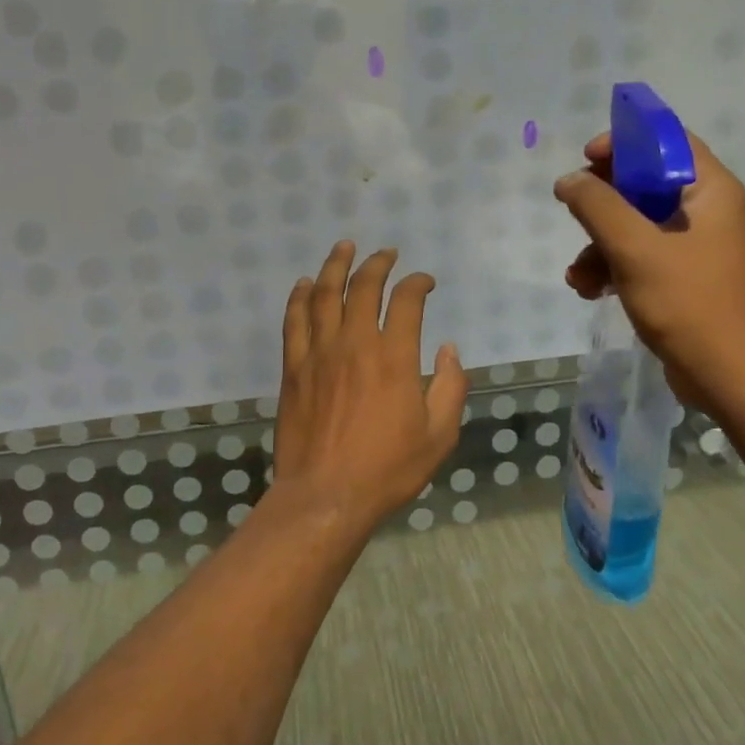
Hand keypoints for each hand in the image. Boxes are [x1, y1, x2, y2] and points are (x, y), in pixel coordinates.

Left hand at [272, 242, 466, 530]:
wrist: (326, 496)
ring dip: (335, 266)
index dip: (418, 283)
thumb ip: (451, 387)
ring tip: (344, 247)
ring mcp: (319, 353)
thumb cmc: (387, 469)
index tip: (425, 282)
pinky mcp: (293, 368)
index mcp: (395, 358)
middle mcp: (355, 344)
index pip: (407, 301)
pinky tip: (303, 284)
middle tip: (387, 253)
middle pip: (363, 287)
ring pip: (323, 294)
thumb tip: (449, 349)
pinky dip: (299, 297)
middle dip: (378, 263)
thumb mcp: (439, 435)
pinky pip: (294, 321)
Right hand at [553, 131, 744, 405]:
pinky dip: (616, 267)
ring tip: (578, 275)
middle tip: (573, 211)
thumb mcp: (634, 248)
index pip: (668, 142)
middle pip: (647, 184)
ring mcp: (699, 246)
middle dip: (603, 203)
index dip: (624, 143)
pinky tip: (591, 290)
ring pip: (639, 224)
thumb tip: (568, 180)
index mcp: (712, 190)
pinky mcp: (687, 277)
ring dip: (601, 244)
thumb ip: (597, 206)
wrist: (728, 375)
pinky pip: (644, 256)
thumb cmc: (687, 302)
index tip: (586, 159)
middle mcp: (710, 211)